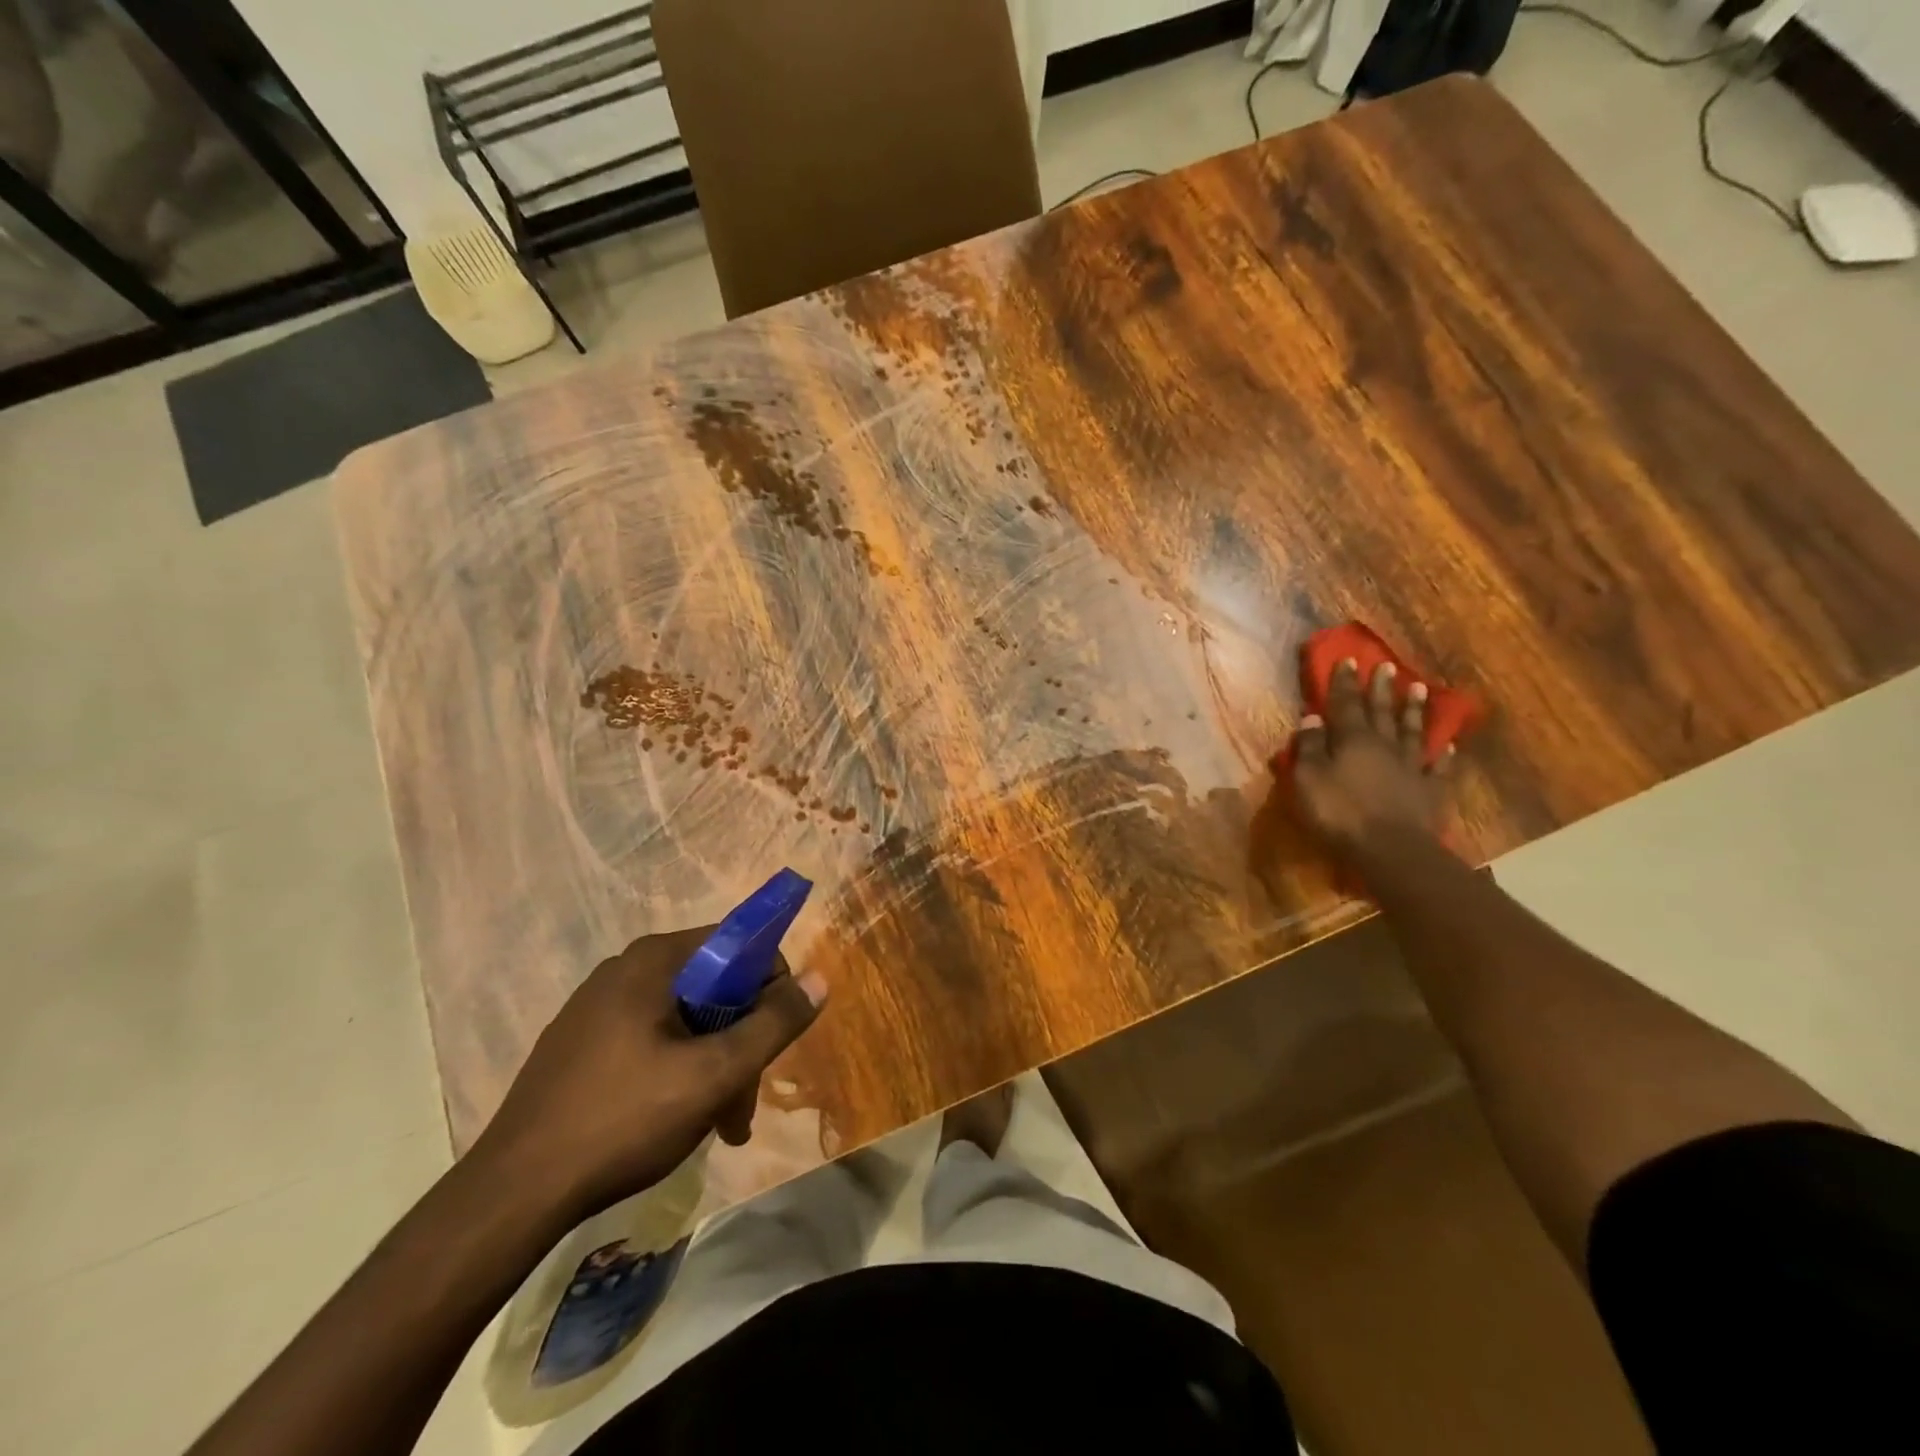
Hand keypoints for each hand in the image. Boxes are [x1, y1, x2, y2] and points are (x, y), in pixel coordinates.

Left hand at [470, 927, 827, 1221]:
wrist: (511, 1196)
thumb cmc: (622, 1120)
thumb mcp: (713, 1074)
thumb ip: (772, 1024)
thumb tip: (819, 978)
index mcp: (653, 960)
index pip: (738, 944)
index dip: (769, 987)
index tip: (771, 1041)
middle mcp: (623, 970)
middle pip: (712, 987)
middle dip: (739, 1041)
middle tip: (743, 1102)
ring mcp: (595, 1008)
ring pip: (683, 1019)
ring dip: (713, 1064)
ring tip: (719, 1124)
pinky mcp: (579, 1045)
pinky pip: (649, 1040)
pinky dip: (677, 1071)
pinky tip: (676, 1120)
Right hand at [1290, 658, 1453, 858]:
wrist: (1390, 848)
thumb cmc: (1339, 812)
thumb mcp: (1308, 779)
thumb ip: (1308, 747)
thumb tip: (1312, 718)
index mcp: (1352, 740)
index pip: (1345, 704)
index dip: (1344, 682)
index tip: (1348, 659)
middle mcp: (1384, 745)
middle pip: (1381, 711)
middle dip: (1381, 687)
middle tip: (1386, 665)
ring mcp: (1411, 767)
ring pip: (1412, 731)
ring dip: (1413, 710)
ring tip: (1418, 688)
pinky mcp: (1429, 791)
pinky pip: (1438, 767)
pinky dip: (1443, 754)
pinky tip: (1448, 744)